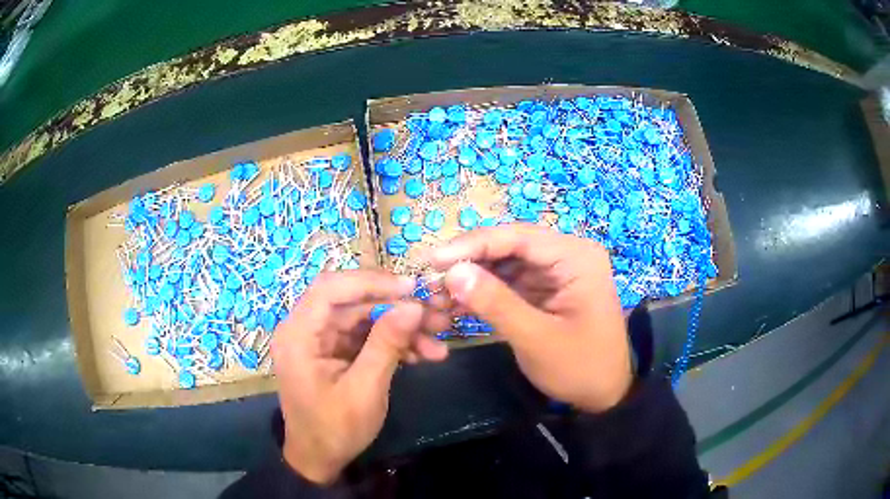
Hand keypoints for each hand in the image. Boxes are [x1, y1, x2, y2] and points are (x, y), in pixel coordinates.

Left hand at [271, 270, 449, 483]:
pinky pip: (366, 337)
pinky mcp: (335, 352)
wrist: (320, 459)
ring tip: (438, 344)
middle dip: (396, 309)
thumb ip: (386, 345)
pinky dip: (392, 343)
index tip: (411, 288)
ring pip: (365, 319)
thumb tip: (413, 306)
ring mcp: (321, 340)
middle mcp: (306, 329)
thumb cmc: (335, 429)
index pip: (331, 289)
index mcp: (299, 334)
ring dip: (401, 329)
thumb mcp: (364, 390)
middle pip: (353, 303)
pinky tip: (422, 355)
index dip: (371, 282)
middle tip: (437, 318)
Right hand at [429, 224, 632, 413]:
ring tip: (439, 294)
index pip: (517, 237)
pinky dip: (484, 291)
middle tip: (431, 279)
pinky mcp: (546, 288)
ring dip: (473, 277)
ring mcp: (556, 271)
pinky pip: (510, 281)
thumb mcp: (537, 338)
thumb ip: (496, 303)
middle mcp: (567, 254)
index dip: (472, 245)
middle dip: (469, 261)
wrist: (605, 394)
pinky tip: (459, 303)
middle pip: (509, 246)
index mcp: (576, 256)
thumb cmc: (580, 367)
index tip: (433, 260)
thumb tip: (451, 272)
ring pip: (505, 262)